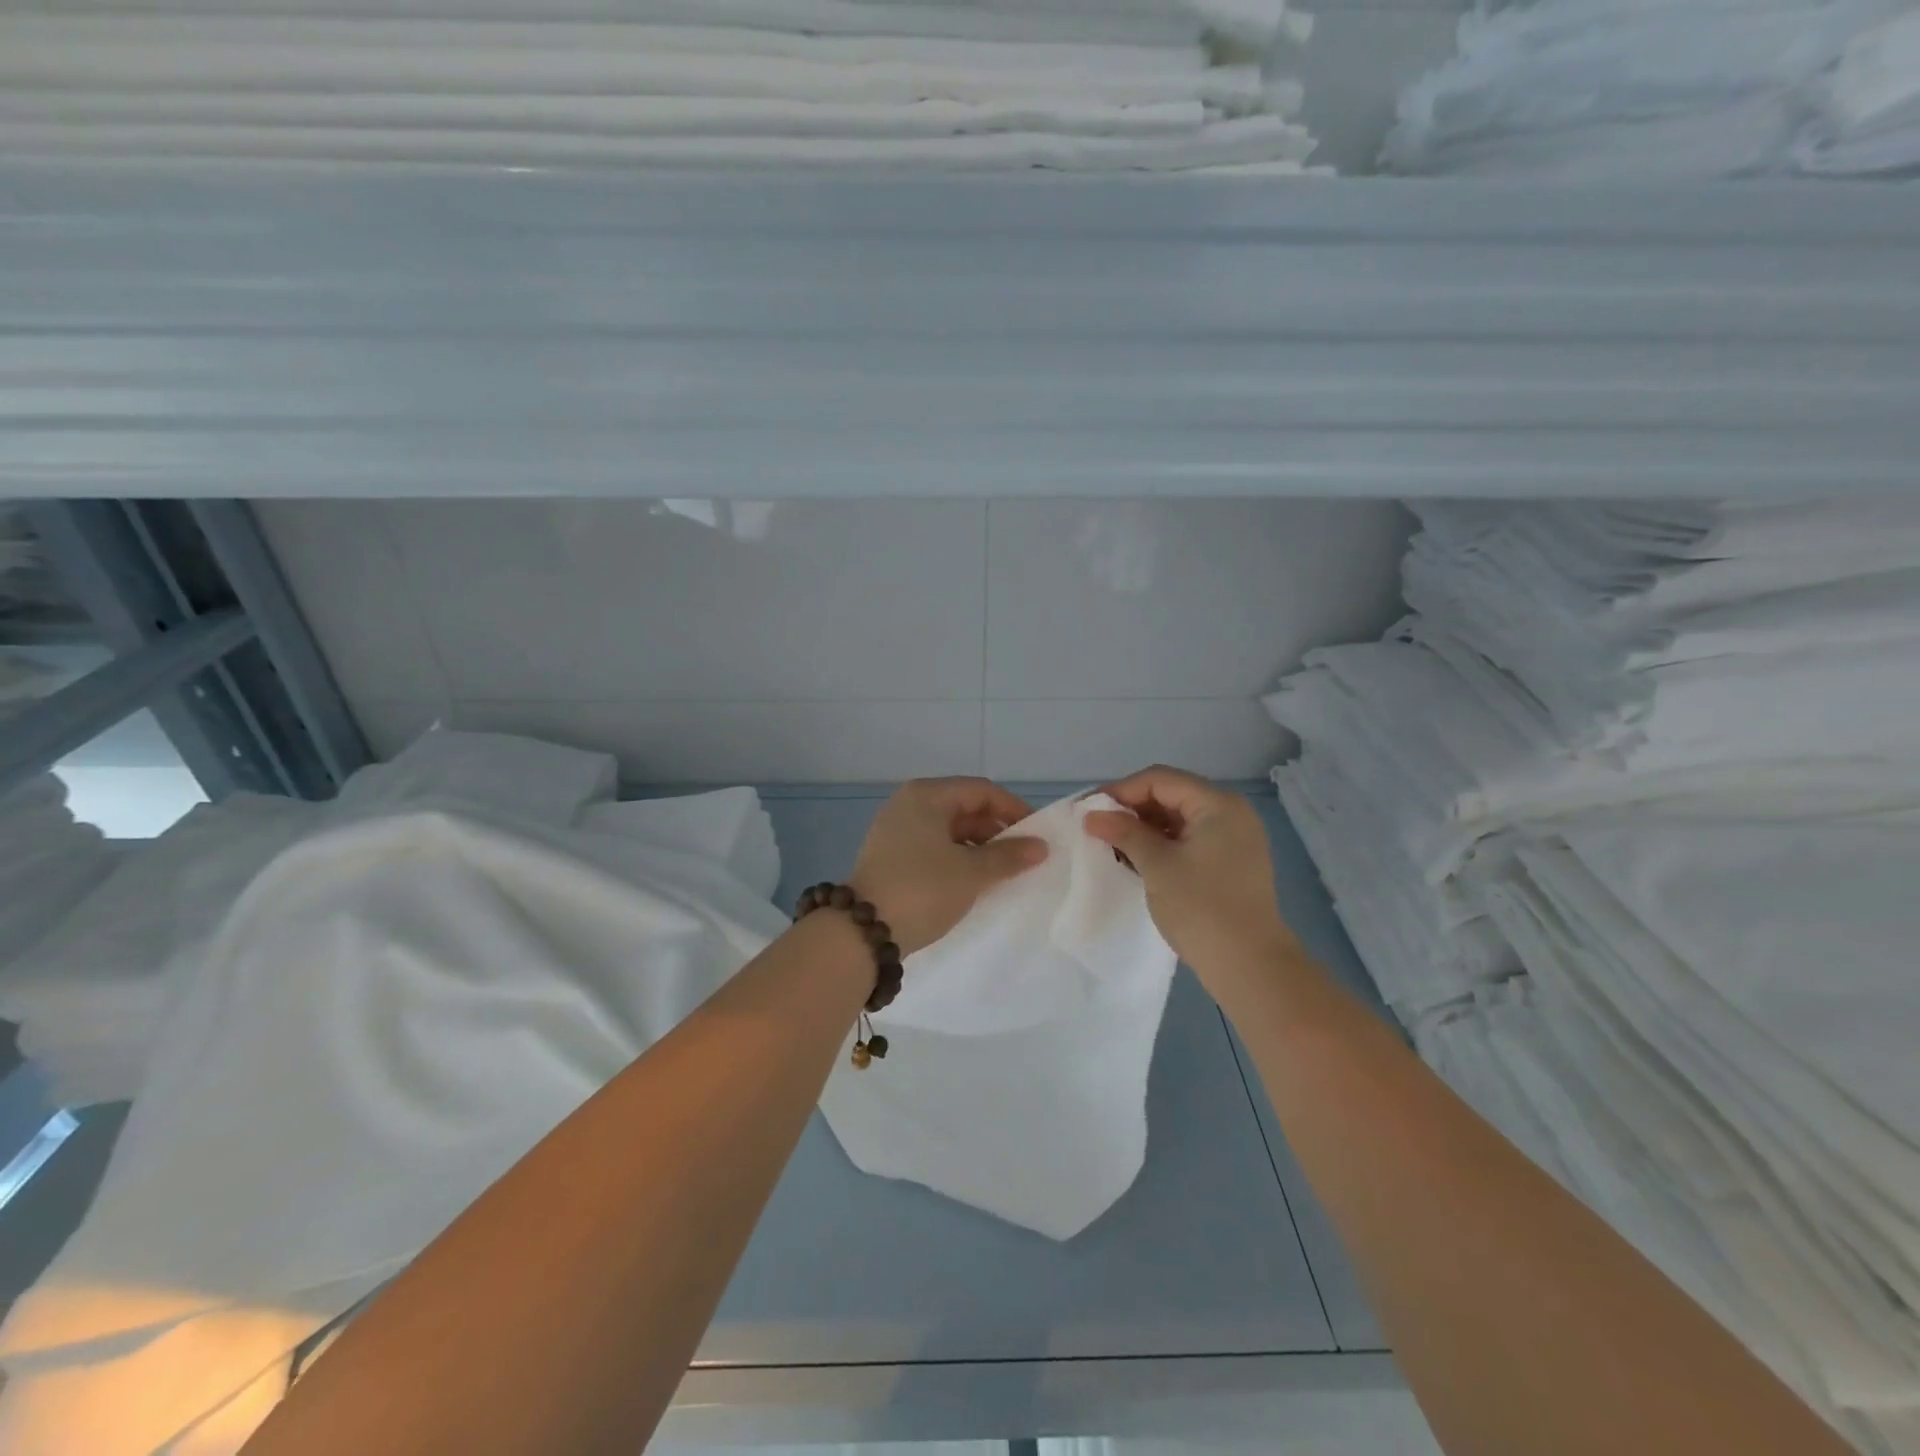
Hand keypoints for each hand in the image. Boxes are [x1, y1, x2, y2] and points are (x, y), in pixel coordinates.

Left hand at [849, 777, 1048, 955]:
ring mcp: (897, 831)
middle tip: (1025, 858)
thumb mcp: (971, 873)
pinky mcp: (892, 857)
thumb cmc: (922, 890)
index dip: (1014, 810)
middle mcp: (909, 805)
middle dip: (997, 832)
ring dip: (979, 849)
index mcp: (926, 796)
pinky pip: (935, 849)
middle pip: (965, 808)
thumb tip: (1040, 847)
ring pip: (950, 831)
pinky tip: (975, 882)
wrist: (862, 932)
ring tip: (1005, 874)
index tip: (1038, 836)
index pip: (981, 791)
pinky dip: (958, 860)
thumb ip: (1008, 856)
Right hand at [1083, 765, 1293, 986]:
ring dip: (1144, 828)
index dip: (1120, 791)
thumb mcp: (1157, 865)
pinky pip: (1189, 840)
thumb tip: (1092, 814)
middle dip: (1131, 809)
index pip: (1160, 780)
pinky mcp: (1230, 863)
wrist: (1250, 966)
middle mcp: (1231, 813)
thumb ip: (1124, 832)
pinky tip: (1136, 860)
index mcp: (1218, 804)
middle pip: (1171, 795)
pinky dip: (1161, 845)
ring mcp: (1234, 839)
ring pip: (1178, 819)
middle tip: (1096, 828)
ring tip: (1111, 845)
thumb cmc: (1201, 908)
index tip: (1088, 810)